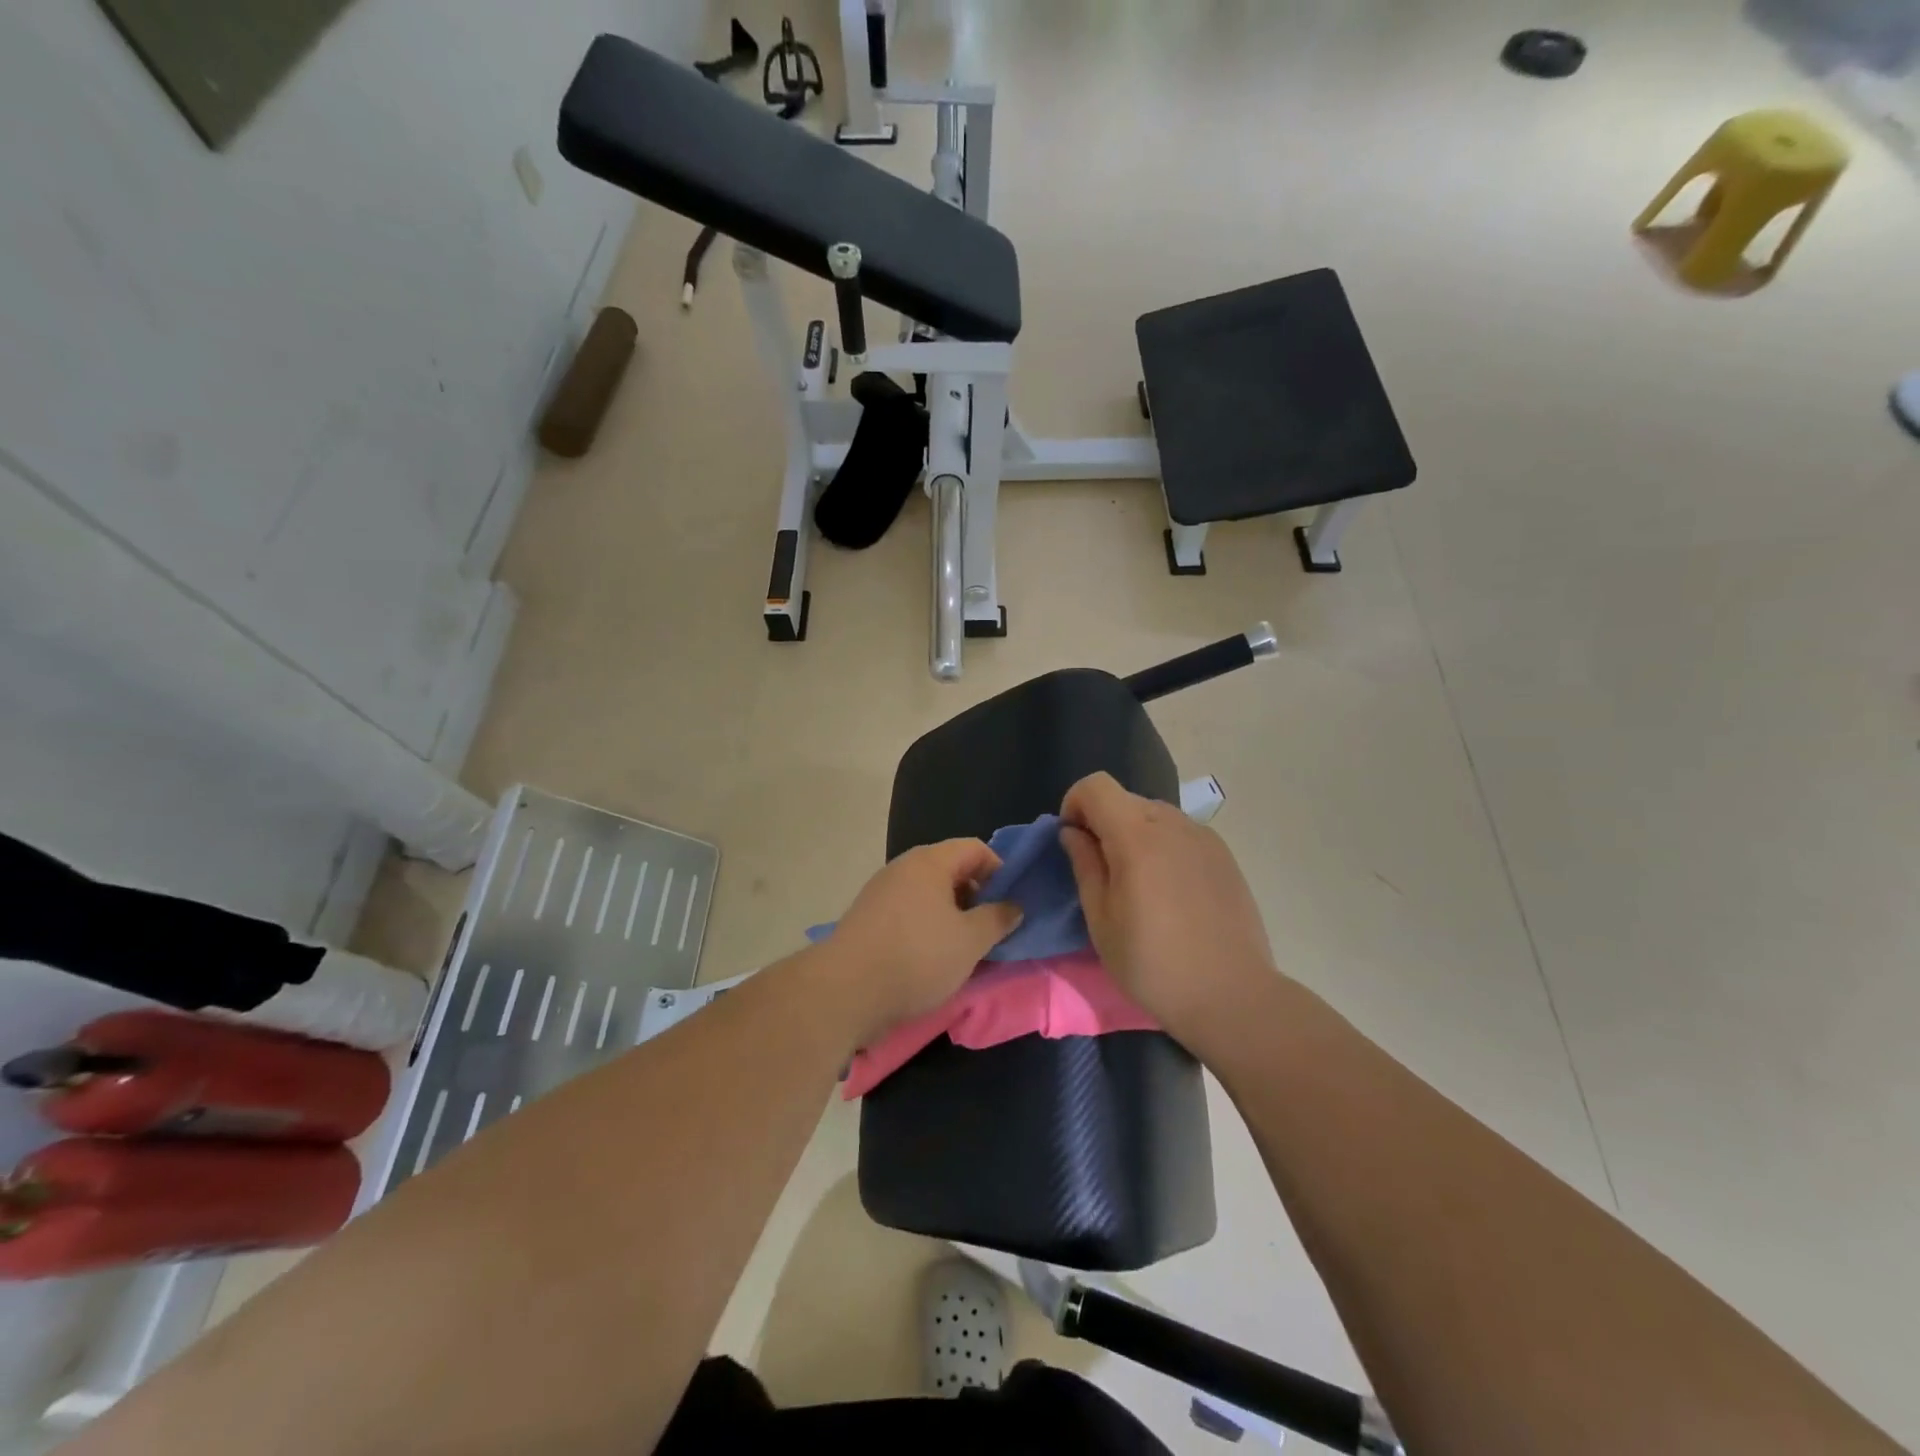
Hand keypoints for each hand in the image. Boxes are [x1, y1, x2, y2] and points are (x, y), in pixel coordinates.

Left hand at [812, 840, 1022, 1046]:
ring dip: (952, 917)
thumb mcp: (970, 941)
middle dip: (976, 897)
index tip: (1010, 905)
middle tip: (991, 930)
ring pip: (929, 895)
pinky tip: (932, 960)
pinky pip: (908, 913)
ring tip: (964, 950)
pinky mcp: (867, 919)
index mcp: (930, 862)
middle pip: (950, 870)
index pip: (975, 848)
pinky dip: (927, 928)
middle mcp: (903, 868)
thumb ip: (998, 919)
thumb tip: (1013, 906)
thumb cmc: (917, 957)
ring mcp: (881, 892)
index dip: (999, 871)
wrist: (846, 991)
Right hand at [1059, 772, 1277, 1047]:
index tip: (1074, 843)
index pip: (1096, 786)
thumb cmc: (1153, 964)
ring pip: (1154, 816)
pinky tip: (1170, 893)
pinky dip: (1163, 848)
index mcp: (1137, 836)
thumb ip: (1085, 865)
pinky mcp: (1225, 855)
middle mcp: (1173, 823)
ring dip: (1134, 835)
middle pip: (1125, 800)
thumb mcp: (1101, 920)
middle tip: (1102, 873)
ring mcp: (1204, 837)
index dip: (1075, 805)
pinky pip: (1181, 834)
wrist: (1232, 996)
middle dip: (1103, 824)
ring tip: (1138, 886)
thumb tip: (1074, 832)